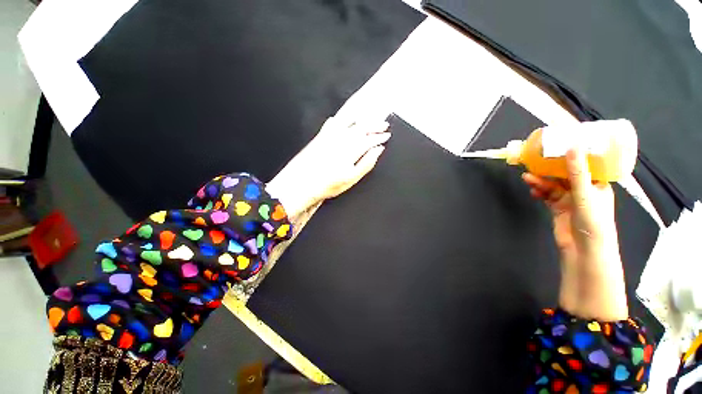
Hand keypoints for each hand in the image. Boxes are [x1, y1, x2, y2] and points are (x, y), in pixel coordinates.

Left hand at [267, 117, 389, 219]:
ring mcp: (330, 136)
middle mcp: (341, 138)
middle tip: (384, 124)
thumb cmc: (327, 184)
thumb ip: (367, 163)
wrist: (300, 184)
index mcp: (351, 149)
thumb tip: (378, 150)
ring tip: (370, 119)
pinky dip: (340, 120)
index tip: (387, 135)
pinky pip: (332, 123)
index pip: (370, 139)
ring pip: (350, 122)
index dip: (380, 136)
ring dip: (362, 120)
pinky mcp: (320, 137)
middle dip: (375, 124)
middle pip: (362, 127)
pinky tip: (342, 120)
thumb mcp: (352, 178)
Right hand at [522, 148, 628, 320]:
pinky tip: (533, 191)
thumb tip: (573, 146)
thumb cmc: (593, 222)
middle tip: (535, 161)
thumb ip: (577, 172)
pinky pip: (546, 195)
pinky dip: (539, 192)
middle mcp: (584, 189)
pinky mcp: (557, 208)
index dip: (572, 154)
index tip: (558, 145)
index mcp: (597, 184)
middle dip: (549, 169)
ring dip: (541, 182)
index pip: (584, 164)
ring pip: (553, 185)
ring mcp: (570, 199)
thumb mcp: (585, 195)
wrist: (583, 251)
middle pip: (564, 174)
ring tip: (527, 178)